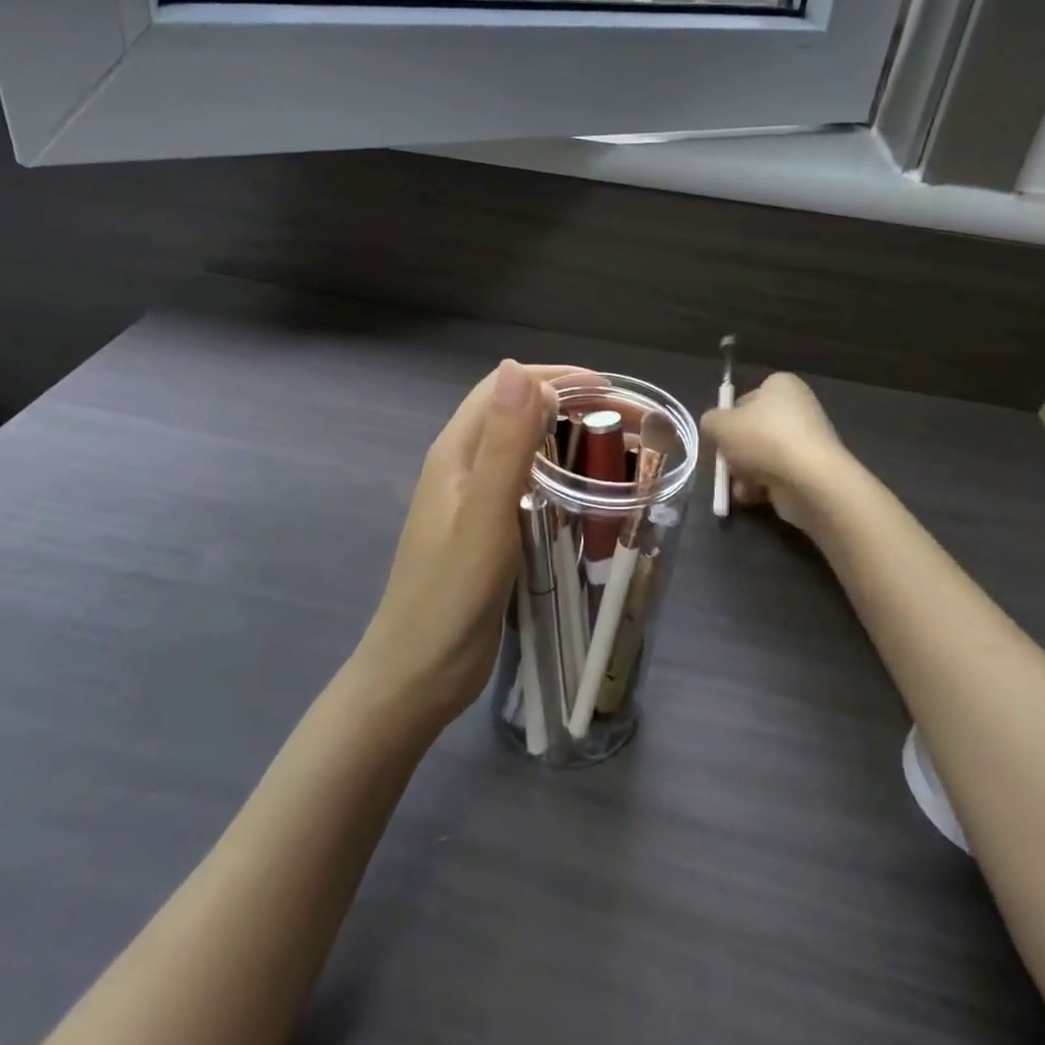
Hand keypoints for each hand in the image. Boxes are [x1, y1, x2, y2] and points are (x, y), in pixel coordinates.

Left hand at [354, 361, 592, 728]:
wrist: (417, 676)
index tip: (610, 391)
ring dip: (569, 437)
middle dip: (571, 404)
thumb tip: (516, 368)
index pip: (505, 388)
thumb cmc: (450, 596)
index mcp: (456, 452)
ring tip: (618, 452)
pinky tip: (589, 495)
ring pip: (525, 448)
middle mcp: (463, 466)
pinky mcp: (488, 530)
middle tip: (627, 424)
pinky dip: (561, 475)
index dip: (557, 378)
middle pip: (517, 412)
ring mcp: (473, 500)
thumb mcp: (484, 516)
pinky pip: (528, 484)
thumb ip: (503, 444)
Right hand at [701, 372, 852, 532]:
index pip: (747, 398)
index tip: (720, 436)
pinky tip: (753, 495)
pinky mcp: (811, 470)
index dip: (729, 417)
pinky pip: (777, 475)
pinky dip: (762, 485)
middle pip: (753, 430)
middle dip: (736, 450)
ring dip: (745, 472)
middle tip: (726, 462)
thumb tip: (714, 427)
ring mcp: (807, 441)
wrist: (808, 479)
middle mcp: (798, 408)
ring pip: (762, 455)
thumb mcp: (719, 424)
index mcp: (781, 385)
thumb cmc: (762, 438)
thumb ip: (710, 421)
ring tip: (739, 484)